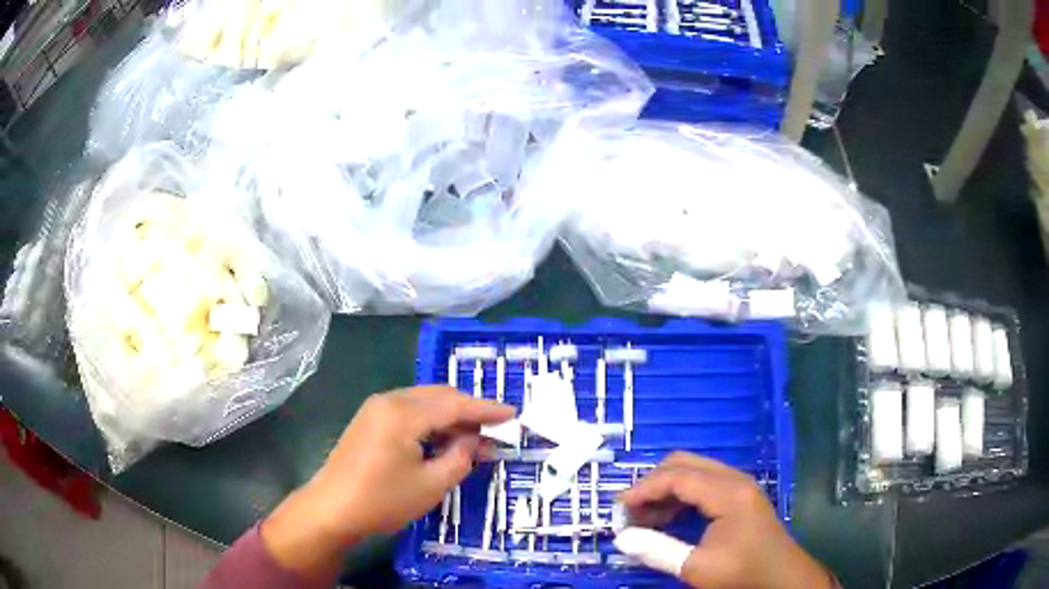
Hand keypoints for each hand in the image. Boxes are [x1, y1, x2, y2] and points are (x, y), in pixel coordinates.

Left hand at [261, 386, 514, 578]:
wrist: (331, 509)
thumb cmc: (382, 500)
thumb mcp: (431, 485)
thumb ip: (459, 457)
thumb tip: (472, 439)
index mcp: (403, 413)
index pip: (455, 404)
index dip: (487, 409)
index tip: (514, 413)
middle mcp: (389, 401)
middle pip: (439, 396)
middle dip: (469, 411)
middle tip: (494, 432)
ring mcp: (376, 408)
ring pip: (424, 402)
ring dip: (450, 417)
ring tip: (473, 440)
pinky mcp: (369, 420)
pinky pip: (409, 411)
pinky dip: (431, 422)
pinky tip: (443, 441)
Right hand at [619, 452, 833, 588]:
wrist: (780, 577)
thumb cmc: (742, 572)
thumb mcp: (697, 567)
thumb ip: (658, 551)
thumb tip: (621, 538)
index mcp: (727, 493)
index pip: (677, 476)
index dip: (644, 489)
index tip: (618, 507)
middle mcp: (734, 479)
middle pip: (684, 463)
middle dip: (653, 483)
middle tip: (631, 510)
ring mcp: (739, 485)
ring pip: (693, 471)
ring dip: (665, 489)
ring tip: (645, 518)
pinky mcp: (740, 495)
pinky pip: (703, 483)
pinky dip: (680, 495)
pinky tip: (669, 518)